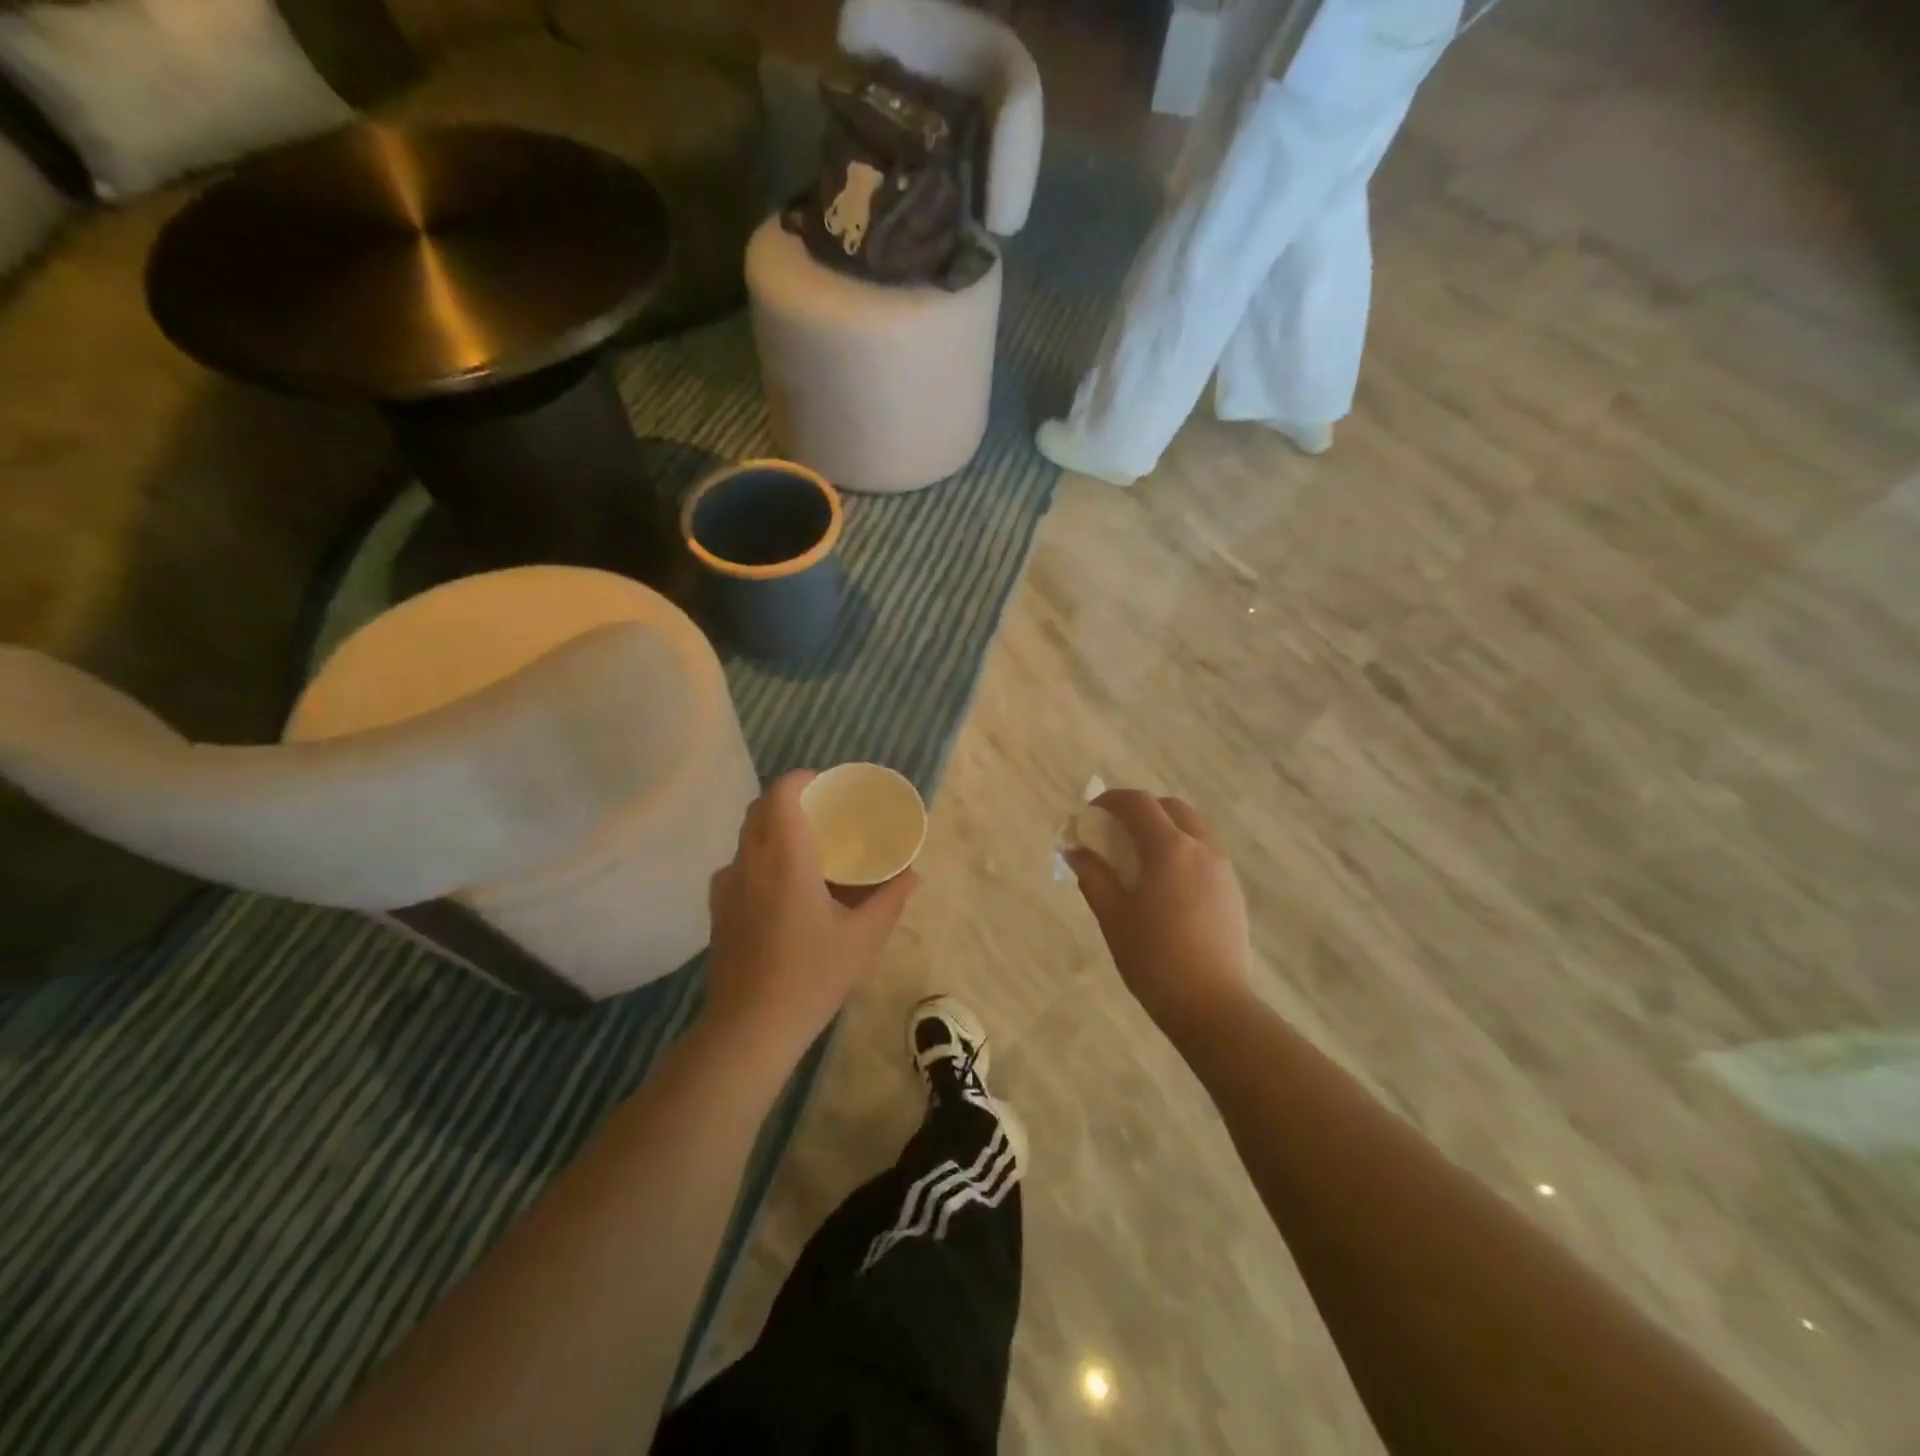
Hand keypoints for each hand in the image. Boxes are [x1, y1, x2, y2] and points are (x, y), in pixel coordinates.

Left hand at [704, 771, 917, 1059]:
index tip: (825, 784)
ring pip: (747, 837)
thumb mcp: (863, 938)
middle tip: (822, 812)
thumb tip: (913, 875)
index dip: (801, 779)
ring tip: (805, 849)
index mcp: (785, 857)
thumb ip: (891, 899)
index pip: (781, 794)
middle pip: (760, 809)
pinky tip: (783, 889)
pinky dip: (760, 858)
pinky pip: (739, 865)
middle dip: (789, 800)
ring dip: (773, 829)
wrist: (749, 1027)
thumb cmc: (812, 975)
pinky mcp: (717, 910)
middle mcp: (749, 861)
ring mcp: (726, 886)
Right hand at [1067, 790, 1252, 1039]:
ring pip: (1192, 827)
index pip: (1138, 804)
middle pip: (1170, 808)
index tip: (1089, 813)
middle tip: (1114, 832)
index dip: (1110, 800)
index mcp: (1169, 849)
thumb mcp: (1114, 917)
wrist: (1213, 1006)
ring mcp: (1222, 868)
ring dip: (1164, 828)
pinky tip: (1164, 882)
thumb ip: (1093, 876)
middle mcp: (1201, 848)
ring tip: (1139, 856)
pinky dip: (1181, 848)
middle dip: (1140, 810)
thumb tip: (1075, 850)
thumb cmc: (1154, 960)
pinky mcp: (1233, 890)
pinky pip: (1204, 851)